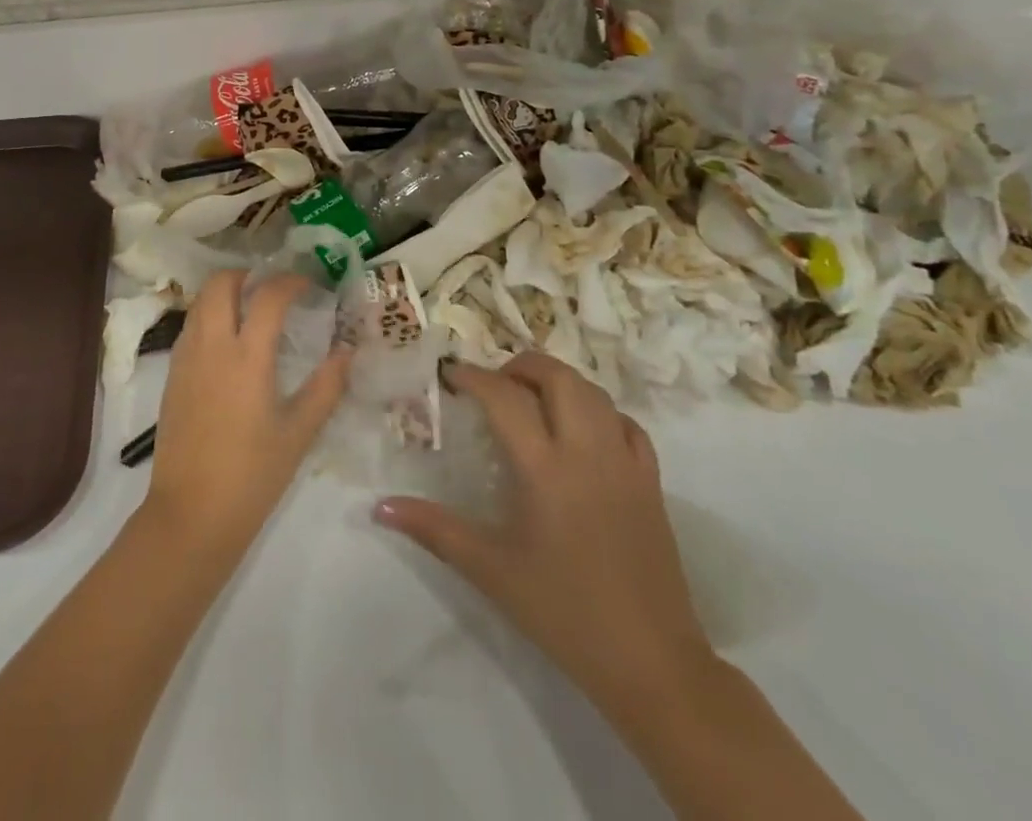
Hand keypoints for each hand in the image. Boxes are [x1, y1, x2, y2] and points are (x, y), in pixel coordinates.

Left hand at [142, 271, 349, 555]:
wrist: (190, 514)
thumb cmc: (252, 476)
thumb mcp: (298, 434)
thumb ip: (326, 388)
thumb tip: (347, 352)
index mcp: (247, 357)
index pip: (268, 296)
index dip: (290, 281)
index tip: (308, 283)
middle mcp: (211, 345)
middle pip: (220, 284)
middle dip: (247, 274)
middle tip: (272, 288)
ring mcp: (185, 357)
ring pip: (200, 302)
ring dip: (224, 292)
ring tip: (251, 309)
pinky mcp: (171, 374)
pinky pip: (190, 327)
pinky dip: (209, 316)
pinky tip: (228, 342)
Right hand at [374, 352, 714, 716]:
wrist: (652, 664)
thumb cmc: (563, 612)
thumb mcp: (489, 569)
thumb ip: (433, 529)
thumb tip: (380, 507)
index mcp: (545, 468)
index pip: (505, 397)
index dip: (473, 376)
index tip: (450, 375)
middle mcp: (587, 452)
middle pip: (558, 377)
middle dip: (521, 366)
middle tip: (495, 383)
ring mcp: (625, 465)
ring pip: (595, 393)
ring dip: (560, 382)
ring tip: (533, 399)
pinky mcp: (652, 484)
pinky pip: (628, 425)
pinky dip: (601, 412)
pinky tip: (583, 431)